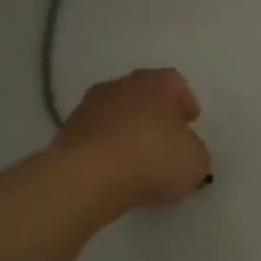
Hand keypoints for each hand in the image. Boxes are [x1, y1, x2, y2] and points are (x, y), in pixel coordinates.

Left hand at [58, 68, 210, 209]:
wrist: (88, 178)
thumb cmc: (153, 158)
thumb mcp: (196, 160)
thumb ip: (194, 150)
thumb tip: (184, 152)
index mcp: (155, 83)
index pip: (175, 82)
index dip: (185, 102)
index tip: (191, 122)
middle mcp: (119, 87)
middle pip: (142, 94)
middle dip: (154, 114)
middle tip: (166, 139)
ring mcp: (87, 109)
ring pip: (115, 115)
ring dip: (127, 131)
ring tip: (138, 160)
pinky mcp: (65, 135)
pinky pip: (95, 138)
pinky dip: (106, 150)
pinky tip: (114, 173)